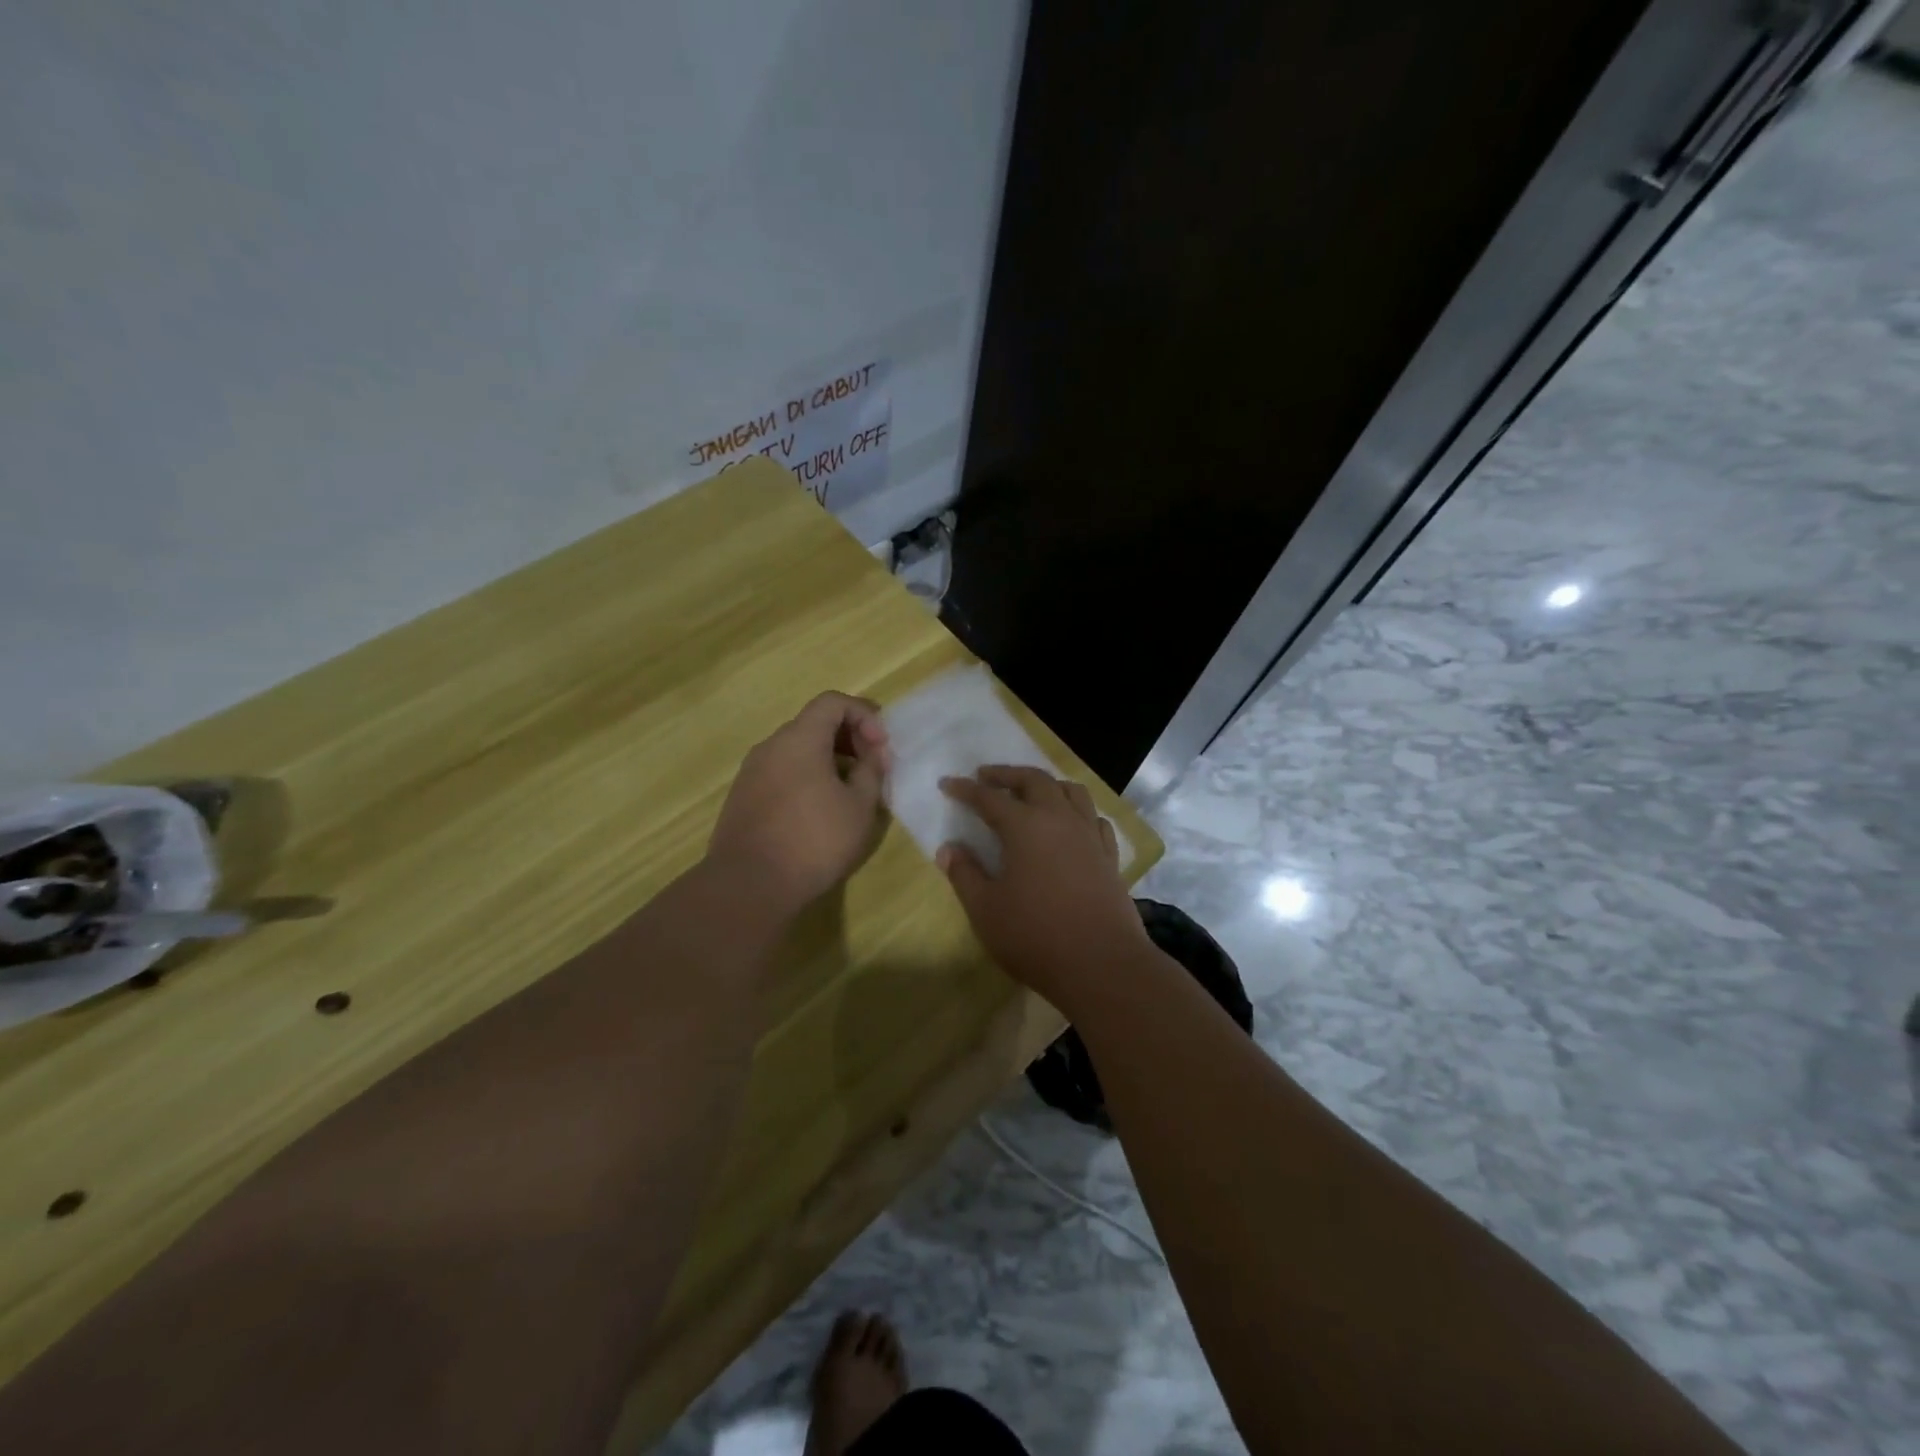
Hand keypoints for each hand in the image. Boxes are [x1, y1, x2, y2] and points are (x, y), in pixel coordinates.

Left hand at [708, 692, 891, 917]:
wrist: (749, 885)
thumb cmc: (814, 840)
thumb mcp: (860, 806)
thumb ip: (871, 771)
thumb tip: (871, 756)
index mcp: (799, 739)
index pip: (833, 702)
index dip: (864, 715)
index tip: (881, 747)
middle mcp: (771, 746)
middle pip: (814, 723)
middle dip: (849, 737)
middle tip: (872, 768)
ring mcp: (752, 771)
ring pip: (797, 749)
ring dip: (829, 759)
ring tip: (850, 791)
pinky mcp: (743, 797)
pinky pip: (782, 771)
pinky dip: (807, 776)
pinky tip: (820, 810)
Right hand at [937, 766, 1148, 1007]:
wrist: (1101, 964)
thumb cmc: (1035, 936)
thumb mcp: (986, 909)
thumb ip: (964, 874)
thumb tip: (948, 848)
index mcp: (1025, 826)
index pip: (989, 798)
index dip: (966, 790)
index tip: (948, 783)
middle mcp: (1060, 819)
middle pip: (1034, 780)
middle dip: (1007, 774)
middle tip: (986, 777)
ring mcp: (1089, 835)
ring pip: (1071, 791)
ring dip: (1046, 784)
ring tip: (1031, 791)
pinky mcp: (1109, 856)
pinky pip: (1094, 818)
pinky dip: (1077, 810)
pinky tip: (1071, 823)